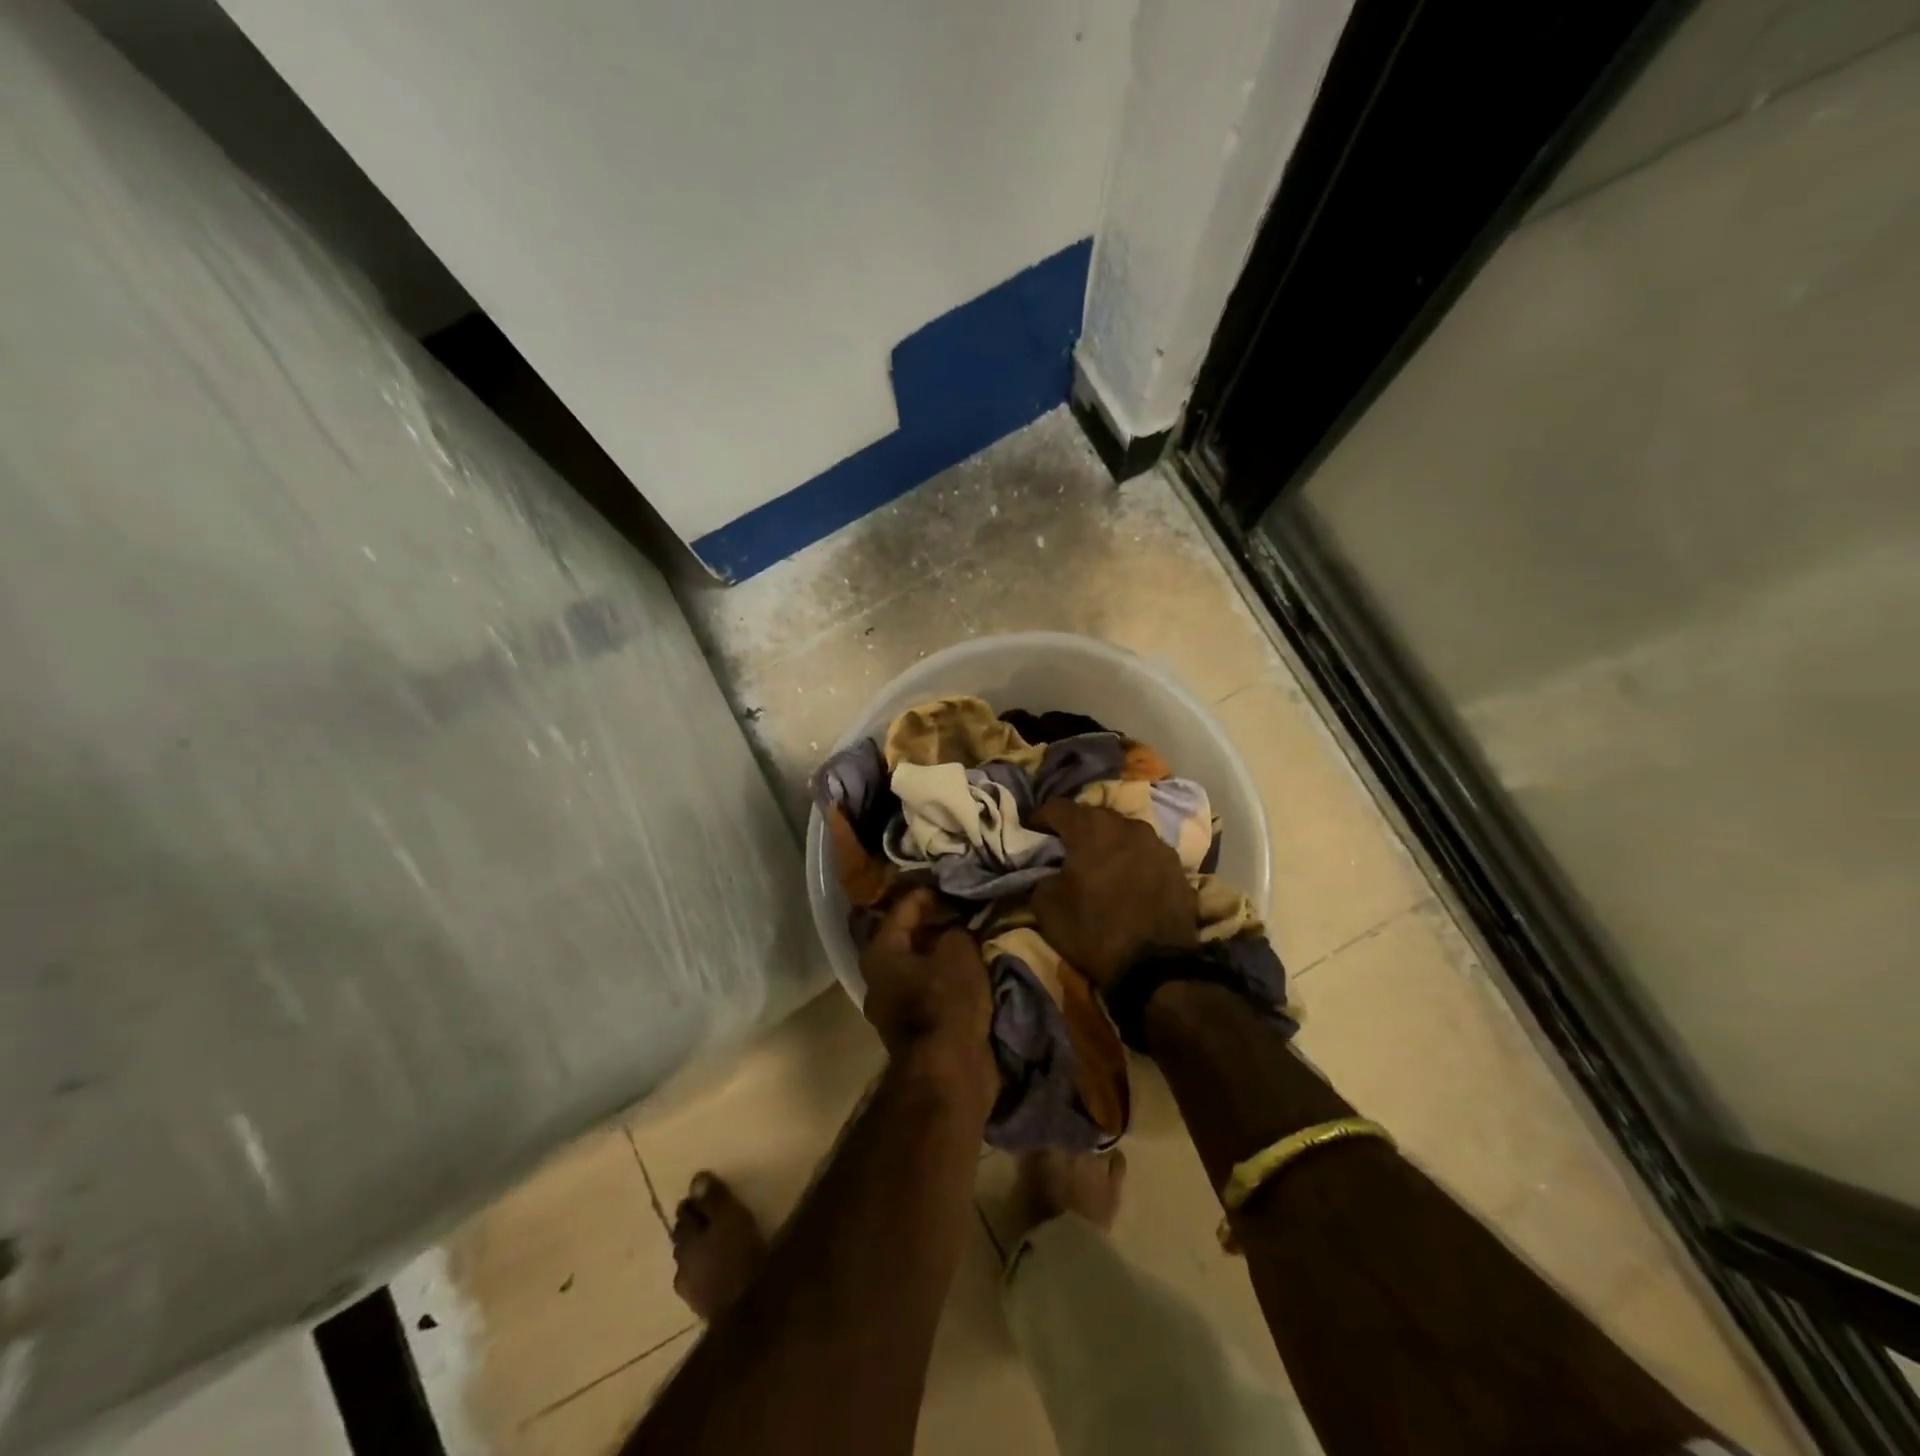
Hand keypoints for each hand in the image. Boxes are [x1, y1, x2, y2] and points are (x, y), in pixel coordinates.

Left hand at [859, 889, 996, 1104]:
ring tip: (972, 935)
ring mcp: (894, 1006)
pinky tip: (971, 968)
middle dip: (936, 923)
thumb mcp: (958, 952)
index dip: (930, 892)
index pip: (903, 907)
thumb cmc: (946, 1003)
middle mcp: (878, 978)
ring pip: (921, 965)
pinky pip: (931, 989)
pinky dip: (948, 977)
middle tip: (965, 908)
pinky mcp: (914, 1029)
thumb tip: (956, 928)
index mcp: (880, 953)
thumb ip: (956, 930)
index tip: (955, 884)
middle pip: (909, 937)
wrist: (948, 1074)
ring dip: (943, 952)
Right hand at [1028, 800, 1197, 986]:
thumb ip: (1041, 878)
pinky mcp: (1176, 863)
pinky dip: (1131, 857)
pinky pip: (1145, 850)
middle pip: (1092, 815)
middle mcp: (1125, 824)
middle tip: (1063, 847)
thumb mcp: (1047, 908)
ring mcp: (1156, 842)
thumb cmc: (1094, 931)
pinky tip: (1126, 876)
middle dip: (1075, 827)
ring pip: (1122, 831)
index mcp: (1090, 828)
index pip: (1057, 807)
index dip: (1039, 817)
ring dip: (1106, 841)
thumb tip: (1048, 872)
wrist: (1155, 966)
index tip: (1031, 831)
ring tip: (1098, 861)